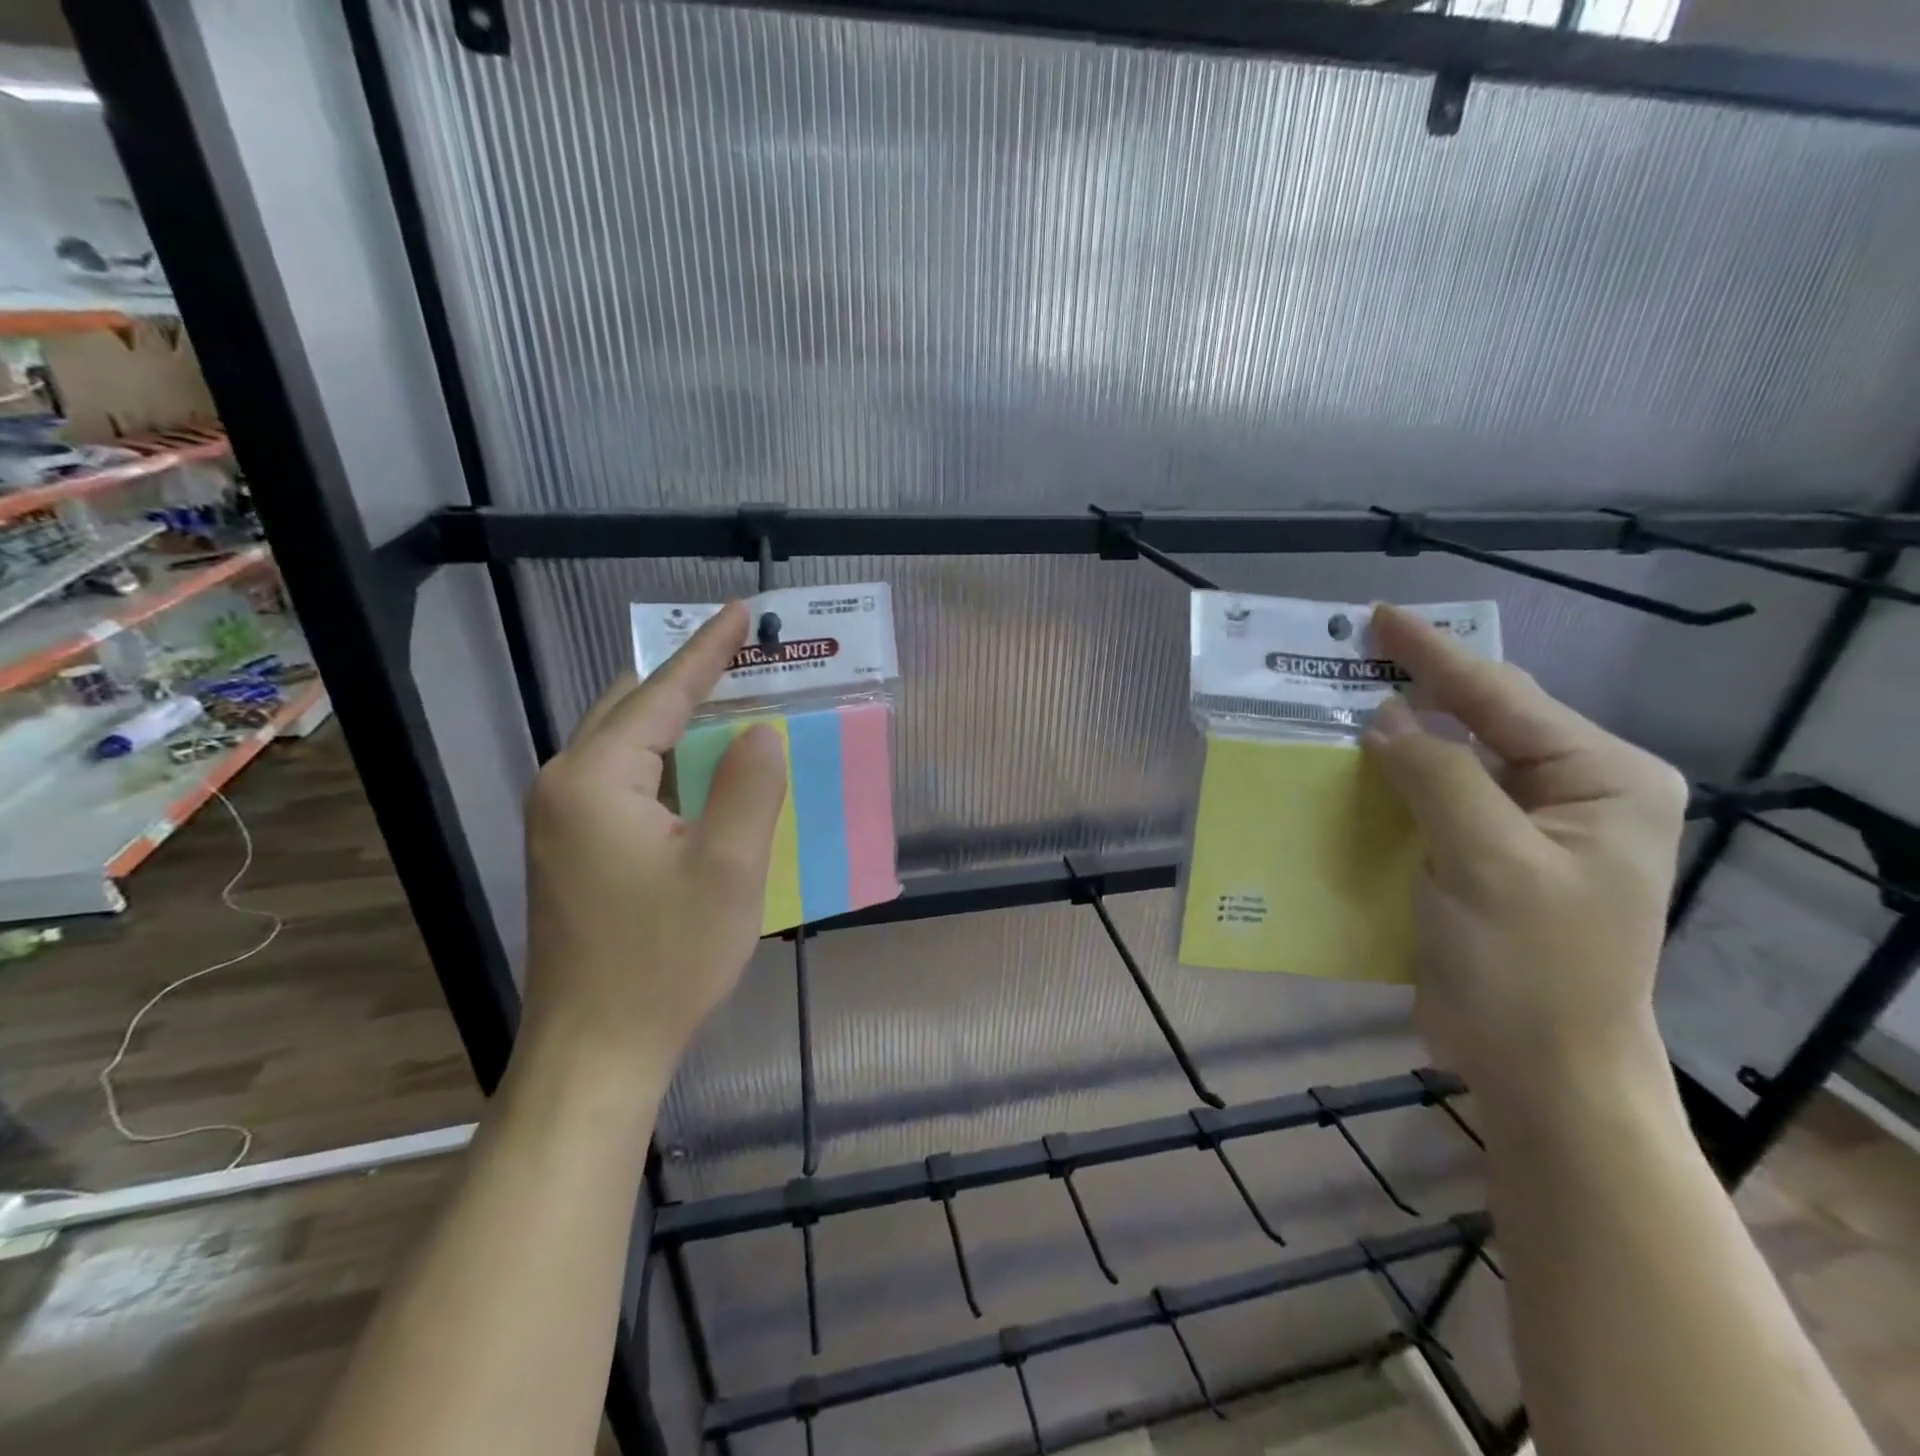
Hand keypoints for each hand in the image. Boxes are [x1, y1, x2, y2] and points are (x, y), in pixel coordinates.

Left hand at [520, 601, 786, 1085]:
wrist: (596, 1050)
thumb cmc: (665, 958)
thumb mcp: (727, 869)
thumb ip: (748, 786)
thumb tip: (760, 730)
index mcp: (595, 779)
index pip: (660, 695)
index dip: (707, 651)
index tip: (739, 612)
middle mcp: (565, 786)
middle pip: (631, 708)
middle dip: (687, 677)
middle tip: (742, 655)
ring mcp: (560, 820)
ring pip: (625, 745)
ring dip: (676, 720)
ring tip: (730, 700)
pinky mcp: (570, 849)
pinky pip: (623, 781)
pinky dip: (665, 761)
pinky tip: (699, 769)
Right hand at [1361, 605, 1687, 1124]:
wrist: (1541, 1070)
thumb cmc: (1531, 966)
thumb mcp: (1488, 862)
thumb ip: (1436, 777)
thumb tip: (1381, 720)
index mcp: (1601, 780)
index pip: (1504, 696)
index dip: (1435, 654)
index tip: (1378, 616)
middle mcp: (1573, 793)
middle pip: (1482, 720)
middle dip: (1417, 688)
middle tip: (1350, 656)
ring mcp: (1530, 828)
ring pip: (1452, 759)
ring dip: (1398, 736)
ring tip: (1343, 703)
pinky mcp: (1488, 858)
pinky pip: (1434, 800)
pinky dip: (1393, 781)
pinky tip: (1355, 768)